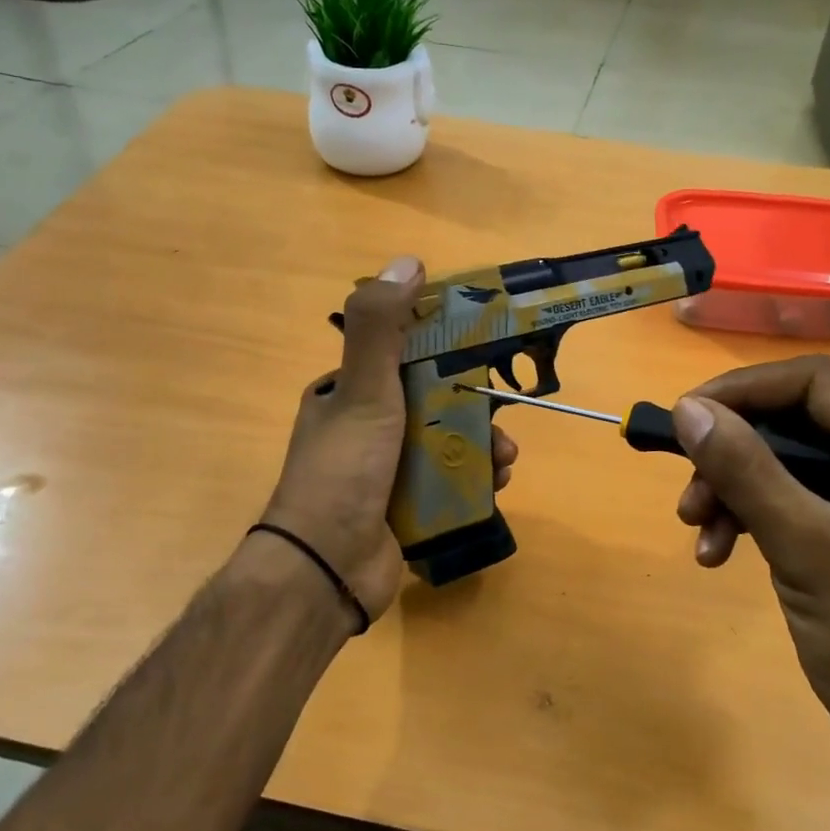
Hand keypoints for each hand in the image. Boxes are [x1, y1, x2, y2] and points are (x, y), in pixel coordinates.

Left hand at [260, 256, 518, 622]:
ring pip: (446, 446)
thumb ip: (380, 326)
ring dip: (481, 448)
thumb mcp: (362, 390)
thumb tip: (407, 260)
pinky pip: (447, 485)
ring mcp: (384, 473)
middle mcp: (364, 429)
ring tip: (504, 460)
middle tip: (503, 422)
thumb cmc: (344, 470)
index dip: (446, 354)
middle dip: (474, 410)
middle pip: (433, 405)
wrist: (325, 570)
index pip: (402, 358)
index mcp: (347, 394)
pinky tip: (495, 486)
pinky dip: (474, 482)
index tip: (485, 357)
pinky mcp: (402, 511)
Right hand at [670, 356, 829, 784]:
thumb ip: (745, 470)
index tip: (686, 416)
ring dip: (733, 489)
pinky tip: (717, 554)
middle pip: (795, 423)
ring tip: (695, 528)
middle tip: (687, 488)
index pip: (816, 383)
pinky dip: (749, 519)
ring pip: (785, 464)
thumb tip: (687, 409)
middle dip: (732, 452)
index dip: (745, 390)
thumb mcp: (804, 547)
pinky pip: (790, 503)